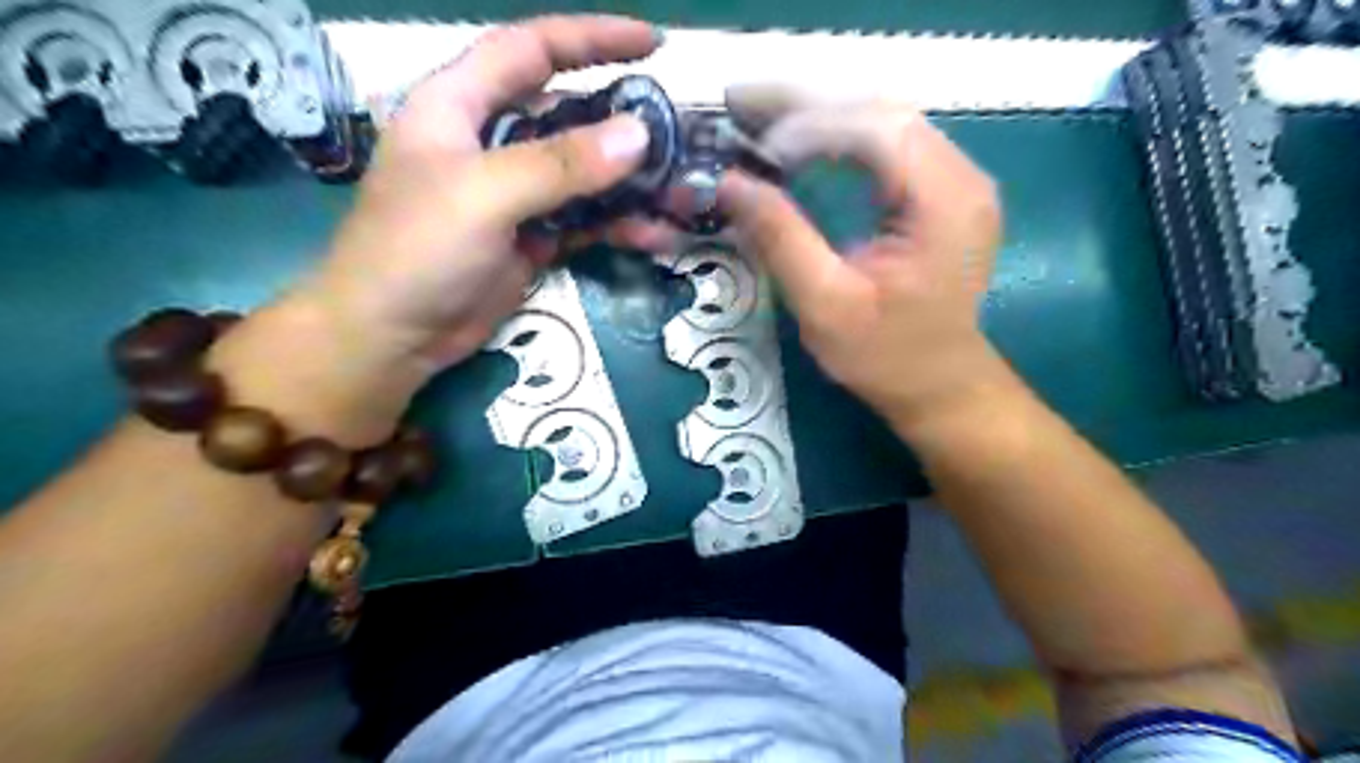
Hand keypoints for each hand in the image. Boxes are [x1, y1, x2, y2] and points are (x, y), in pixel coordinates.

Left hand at [306, 15, 665, 373]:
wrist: (392, 337)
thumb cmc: (416, 251)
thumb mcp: (484, 195)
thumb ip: (560, 164)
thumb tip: (638, 136)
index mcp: (461, 105)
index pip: (532, 49)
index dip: (592, 39)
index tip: (653, 45)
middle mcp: (491, 142)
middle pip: (568, 114)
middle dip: (623, 124)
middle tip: (678, 137)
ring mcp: (514, 194)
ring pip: (583, 175)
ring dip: (629, 186)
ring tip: (678, 197)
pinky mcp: (531, 238)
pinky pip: (584, 220)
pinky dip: (617, 226)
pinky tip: (653, 236)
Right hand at [716, 85, 1003, 431]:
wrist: (940, 386)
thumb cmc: (886, 357)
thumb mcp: (825, 305)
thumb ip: (780, 238)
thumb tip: (728, 183)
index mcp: (944, 202)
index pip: (876, 130)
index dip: (809, 126)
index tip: (753, 150)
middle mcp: (963, 175)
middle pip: (880, 110)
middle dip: (807, 107)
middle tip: (742, 111)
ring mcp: (958, 178)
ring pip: (883, 119)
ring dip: (820, 117)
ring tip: (760, 124)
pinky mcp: (943, 190)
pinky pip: (887, 143)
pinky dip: (839, 137)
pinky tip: (802, 148)